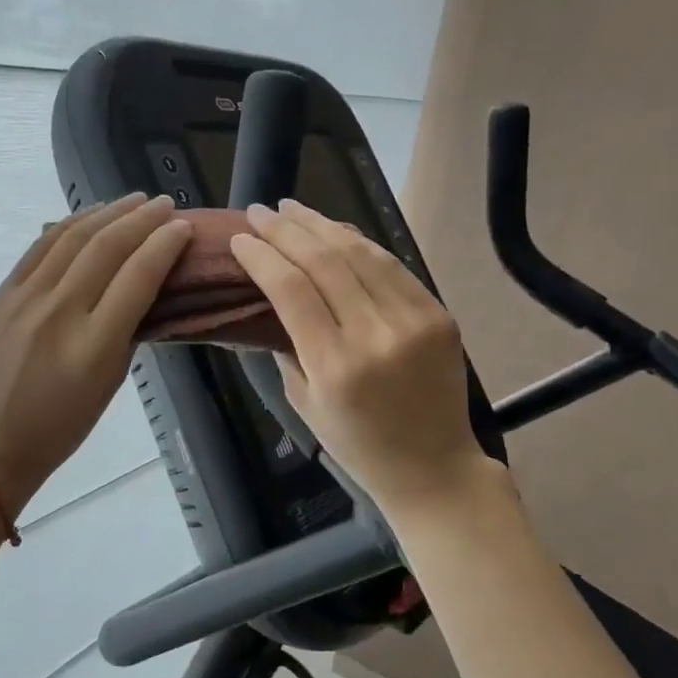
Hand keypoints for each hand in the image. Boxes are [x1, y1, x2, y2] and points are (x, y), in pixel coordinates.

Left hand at [0, 193, 191, 512]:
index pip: (137, 277)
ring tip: (134, 200)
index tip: (183, 227)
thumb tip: (142, 282)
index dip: (164, 245)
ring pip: (72, 238)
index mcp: (94, 345)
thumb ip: (128, 328)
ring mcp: (26, 299)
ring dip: (108, 212)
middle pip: (106, 248)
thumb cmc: (63, 423)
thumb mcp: (111, 381)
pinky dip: (70, 225)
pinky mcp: (3, 294)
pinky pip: (40, 247)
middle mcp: (60, 313)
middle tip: (166, 204)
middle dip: (141, 219)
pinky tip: (90, 215)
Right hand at [228, 199, 492, 512]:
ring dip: (321, 224)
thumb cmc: (358, 446)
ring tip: (292, 209)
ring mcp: (413, 320)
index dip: (262, 257)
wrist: (435, 469)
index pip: (291, 290)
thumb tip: (270, 295)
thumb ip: (287, 346)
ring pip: (360, 254)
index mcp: (335, 366)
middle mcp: (375, 335)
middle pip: (324, 261)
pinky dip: (360, 243)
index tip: (240, 238)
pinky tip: (336, 231)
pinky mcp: (437, 314)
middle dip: (285, 230)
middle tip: (259, 211)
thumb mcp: (305, 404)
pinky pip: (392, 266)